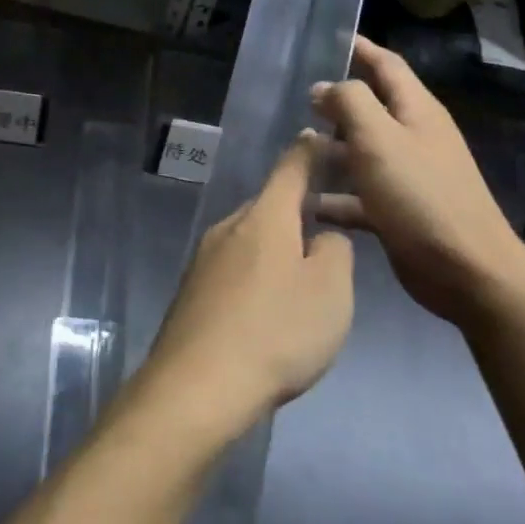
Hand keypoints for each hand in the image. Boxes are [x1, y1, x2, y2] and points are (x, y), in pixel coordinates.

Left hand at [141, 134, 353, 442]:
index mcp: (266, 217)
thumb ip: (334, 252)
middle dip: (294, 212)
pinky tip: (263, 312)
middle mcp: (229, 226)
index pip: (291, 168)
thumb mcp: (330, 292)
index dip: (309, 152)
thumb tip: (320, 238)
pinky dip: (253, 277)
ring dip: (274, 250)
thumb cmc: (276, 332)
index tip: (318, 137)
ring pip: (249, 239)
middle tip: (323, 234)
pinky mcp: (191, 291)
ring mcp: (203, 258)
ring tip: (297, 283)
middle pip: (268, 206)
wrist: (197, 386)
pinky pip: (232, 269)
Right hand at [311, 36, 524, 322]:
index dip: (360, 48)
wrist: (465, 270)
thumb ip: (350, 102)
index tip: (329, 38)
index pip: (387, 65)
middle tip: (295, 99)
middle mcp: (414, 137)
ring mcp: (408, 176)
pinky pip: (359, 195)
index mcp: (416, 111)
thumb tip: (324, 86)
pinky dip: (335, 197)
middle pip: (371, 109)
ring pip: (361, 152)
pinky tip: (306, 203)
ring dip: (330, 149)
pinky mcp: (398, 212)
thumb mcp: (379, 138)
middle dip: (336, 102)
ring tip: (291, 150)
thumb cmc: (420, 195)